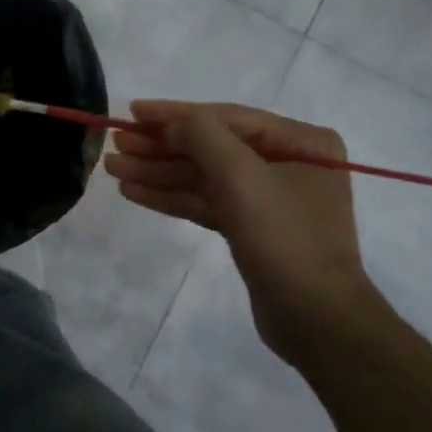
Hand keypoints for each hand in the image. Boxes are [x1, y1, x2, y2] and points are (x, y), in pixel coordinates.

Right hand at [105, 101, 377, 363]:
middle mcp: (287, 162)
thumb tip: (171, 121)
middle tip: (115, 144)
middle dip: (161, 146)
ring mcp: (269, 198)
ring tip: (114, 168)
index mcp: (300, 141)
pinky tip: (135, 192)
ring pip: (204, 176)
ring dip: (159, 172)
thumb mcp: (241, 176)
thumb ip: (202, 135)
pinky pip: (207, 202)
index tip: (131, 111)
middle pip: (211, 146)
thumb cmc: (284, 237)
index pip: (225, 117)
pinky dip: (172, 197)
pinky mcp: (252, 228)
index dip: (174, 114)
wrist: (317, 320)